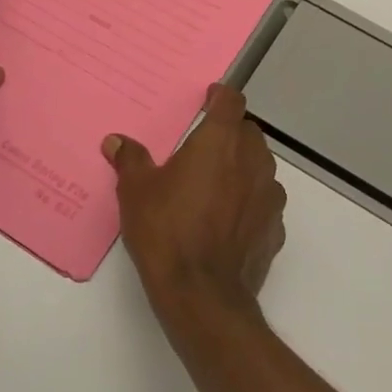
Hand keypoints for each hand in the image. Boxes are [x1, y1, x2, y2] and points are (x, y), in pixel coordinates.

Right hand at [103, 83, 286, 327]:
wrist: (202, 294)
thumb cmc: (167, 231)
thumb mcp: (136, 192)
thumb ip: (130, 160)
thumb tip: (116, 141)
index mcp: (220, 142)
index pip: (232, 101)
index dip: (221, 97)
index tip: (209, 99)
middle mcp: (252, 161)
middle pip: (248, 132)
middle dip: (230, 132)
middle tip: (204, 146)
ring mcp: (269, 196)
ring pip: (261, 166)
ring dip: (244, 166)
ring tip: (217, 183)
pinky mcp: (275, 228)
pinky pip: (265, 202)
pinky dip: (251, 202)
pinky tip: (229, 219)